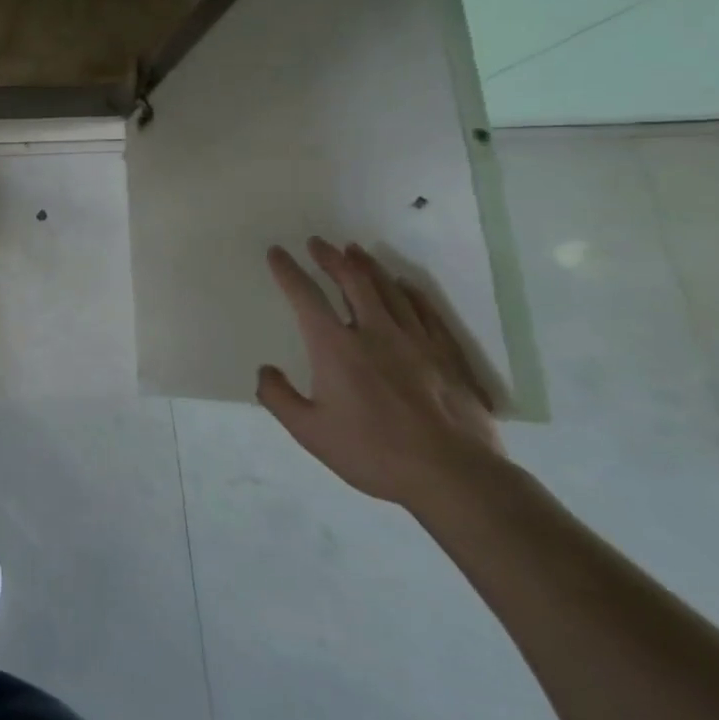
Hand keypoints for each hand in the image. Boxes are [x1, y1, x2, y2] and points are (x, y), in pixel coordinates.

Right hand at [259, 238, 502, 509]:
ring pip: (389, 290)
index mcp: (335, 346)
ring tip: (355, 251)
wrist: (453, 476)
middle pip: (351, 281)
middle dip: (331, 258)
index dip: (287, 271)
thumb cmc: (373, 452)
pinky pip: (426, 312)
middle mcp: (373, 332)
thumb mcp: (309, 432)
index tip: (277, 252)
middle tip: (318, 243)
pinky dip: (411, 293)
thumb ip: (279, 397)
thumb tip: (265, 371)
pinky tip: (405, 285)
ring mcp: (415, 341)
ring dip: (368, 267)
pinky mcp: (447, 356)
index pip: (305, 296)